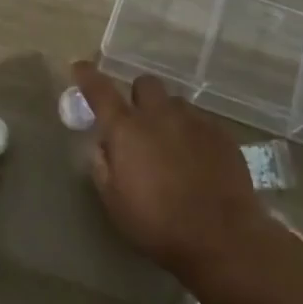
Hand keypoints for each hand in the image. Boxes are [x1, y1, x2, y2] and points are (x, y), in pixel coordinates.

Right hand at [70, 60, 270, 275]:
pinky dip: (192, 133)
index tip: (80, 67)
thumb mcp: (115, 202)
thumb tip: (103, 146)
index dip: (88, 77)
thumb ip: (103, 167)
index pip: (100, 91)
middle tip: (137, 122)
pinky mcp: (222, 133)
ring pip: (175, 103)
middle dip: (137, 96)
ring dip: (167, 116)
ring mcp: (195, 121)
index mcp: (127, 130)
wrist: (222, 236)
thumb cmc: (158, 224)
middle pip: (145, 84)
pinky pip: (201, 121)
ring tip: (171, 145)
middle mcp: (160, 115)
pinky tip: (197, 160)